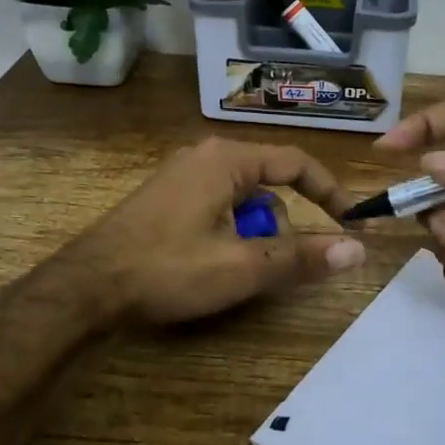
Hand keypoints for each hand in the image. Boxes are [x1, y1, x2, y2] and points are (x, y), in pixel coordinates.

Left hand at [69, 136, 364, 324]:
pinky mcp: (165, 200)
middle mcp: (204, 157)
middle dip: (279, 228)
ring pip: (241, 202)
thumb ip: (301, 257)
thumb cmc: (167, 269)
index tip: (350, 223)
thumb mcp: (242, 267)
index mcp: (226, 160)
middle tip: (273, 268)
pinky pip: (216, 210)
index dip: (329, 193)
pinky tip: (210, 267)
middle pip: (268, 186)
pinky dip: (229, 235)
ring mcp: (180, 178)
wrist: (86, 287)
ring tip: (236, 273)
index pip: (296, 163)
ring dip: (253, 236)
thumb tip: (357, 250)